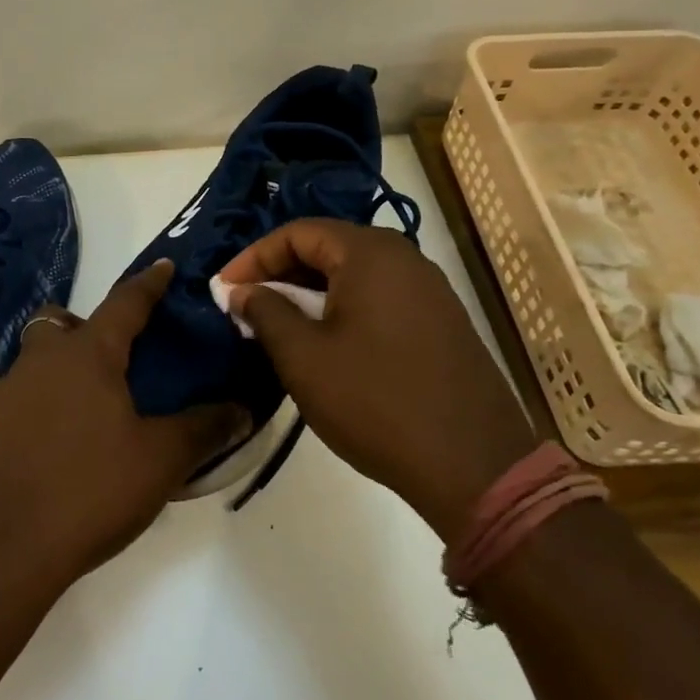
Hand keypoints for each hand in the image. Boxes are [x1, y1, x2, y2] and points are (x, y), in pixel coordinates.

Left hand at [0, 260, 248, 591]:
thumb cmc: (86, 490)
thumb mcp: (159, 462)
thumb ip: (202, 430)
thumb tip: (241, 409)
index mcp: (87, 355)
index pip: (124, 303)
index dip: (148, 284)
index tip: (163, 266)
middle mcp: (39, 361)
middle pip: (59, 323)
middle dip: (83, 327)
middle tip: (109, 360)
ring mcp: (1, 394)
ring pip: (31, 362)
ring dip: (55, 371)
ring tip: (83, 413)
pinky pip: (12, 402)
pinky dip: (33, 410)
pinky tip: (48, 449)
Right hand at [217, 219, 536, 540]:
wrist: (475, 466)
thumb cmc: (375, 402)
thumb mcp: (303, 357)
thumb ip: (265, 312)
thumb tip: (240, 291)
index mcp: (370, 253)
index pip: (298, 233)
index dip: (253, 257)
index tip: (224, 289)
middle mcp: (404, 258)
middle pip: (328, 248)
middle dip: (280, 273)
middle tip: (247, 306)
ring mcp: (429, 290)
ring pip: (354, 274)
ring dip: (310, 293)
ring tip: (279, 326)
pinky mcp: (442, 322)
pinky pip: (379, 298)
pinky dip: (343, 309)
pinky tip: (326, 343)